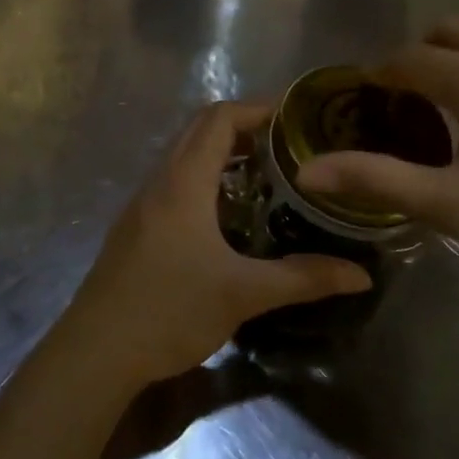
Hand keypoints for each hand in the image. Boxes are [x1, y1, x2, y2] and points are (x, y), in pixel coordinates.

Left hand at [60, 103, 372, 388]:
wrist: (97, 349)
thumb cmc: (170, 310)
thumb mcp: (243, 293)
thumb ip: (303, 279)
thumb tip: (360, 275)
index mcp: (183, 181)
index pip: (219, 118)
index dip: (257, 108)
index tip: (296, 117)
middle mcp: (160, 180)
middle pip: (200, 129)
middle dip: (244, 127)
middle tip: (289, 144)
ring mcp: (142, 202)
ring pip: (184, 155)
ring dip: (222, 153)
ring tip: (267, 173)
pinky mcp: (136, 225)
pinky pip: (174, 180)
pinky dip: (205, 177)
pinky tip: (229, 214)